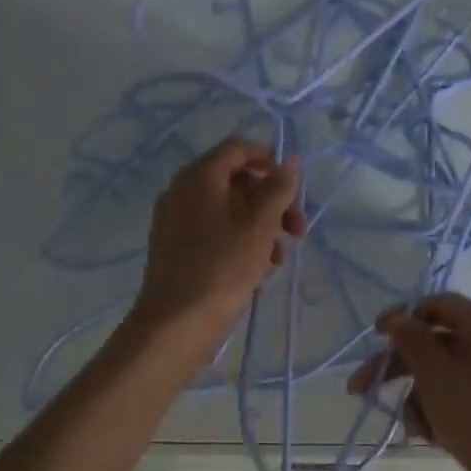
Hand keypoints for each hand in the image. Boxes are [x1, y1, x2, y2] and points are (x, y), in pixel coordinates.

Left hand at [131, 138, 305, 346]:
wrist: (177, 321)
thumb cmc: (223, 267)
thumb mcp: (260, 225)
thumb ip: (279, 189)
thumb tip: (291, 161)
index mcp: (200, 176)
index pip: (238, 149)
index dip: (270, 161)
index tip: (294, 188)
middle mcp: (182, 191)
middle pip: (234, 181)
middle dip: (271, 202)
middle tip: (296, 230)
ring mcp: (175, 220)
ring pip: (226, 210)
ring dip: (259, 226)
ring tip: (278, 257)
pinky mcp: (174, 248)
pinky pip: (212, 232)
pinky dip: (238, 241)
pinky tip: (256, 269)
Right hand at [346, 293, 470, 470]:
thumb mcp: (436, 373)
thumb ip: (410, 340)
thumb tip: (393, 316)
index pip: (439, 305)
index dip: (404, 316)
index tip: (375, 336)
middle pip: (434, 344)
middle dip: (398, 367)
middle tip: (359, 388)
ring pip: (440, 377)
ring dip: (417, 398)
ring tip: (414, 427)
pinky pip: (455, 400)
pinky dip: (437, 414)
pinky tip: (429, 438)